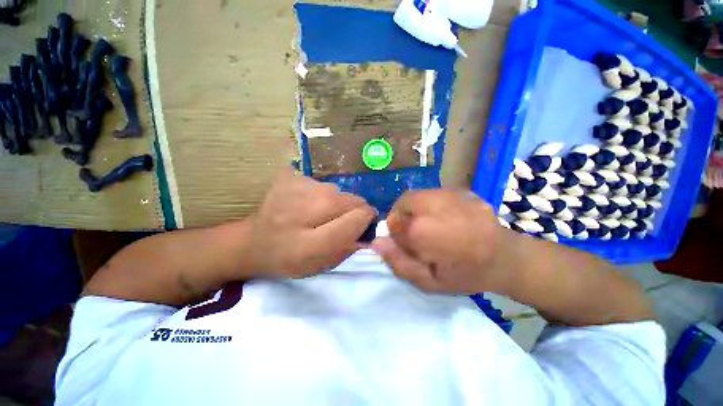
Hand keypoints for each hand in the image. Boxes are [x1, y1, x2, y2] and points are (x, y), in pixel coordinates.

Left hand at [248, 170, 376, 278]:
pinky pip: (321, 184)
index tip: (364, 223)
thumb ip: (349, 247)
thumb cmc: (288, 259)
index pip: (357, 218)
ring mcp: (295, 189)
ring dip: (335, 202)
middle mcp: (304, 211)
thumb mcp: (321, 264)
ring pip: (337, 191)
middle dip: (352, 210)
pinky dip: (320, 194)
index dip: (365, 219)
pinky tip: (305, 204)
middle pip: (351, 200)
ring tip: (318, 213)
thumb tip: (369, 229)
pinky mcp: (289, 177)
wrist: (252, 242)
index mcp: (310, 243)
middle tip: (336, 221)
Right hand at [372, 190, 512, 293]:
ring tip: (428, 224)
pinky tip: (442, 217)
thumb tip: (377, 242)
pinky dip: (427, 204)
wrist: (508, 258)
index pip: (395, 222)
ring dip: (413, 208)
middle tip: (414, 231)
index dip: (395, 232)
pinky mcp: (462, 191)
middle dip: (402, 216)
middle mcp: (440, 208)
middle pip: (405, 202)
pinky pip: (431, 193)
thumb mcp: (430, 283)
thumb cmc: (466, 276)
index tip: (404, 241)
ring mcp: (455, 196)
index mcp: (431, 234)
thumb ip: (400, 263)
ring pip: (417, 195)